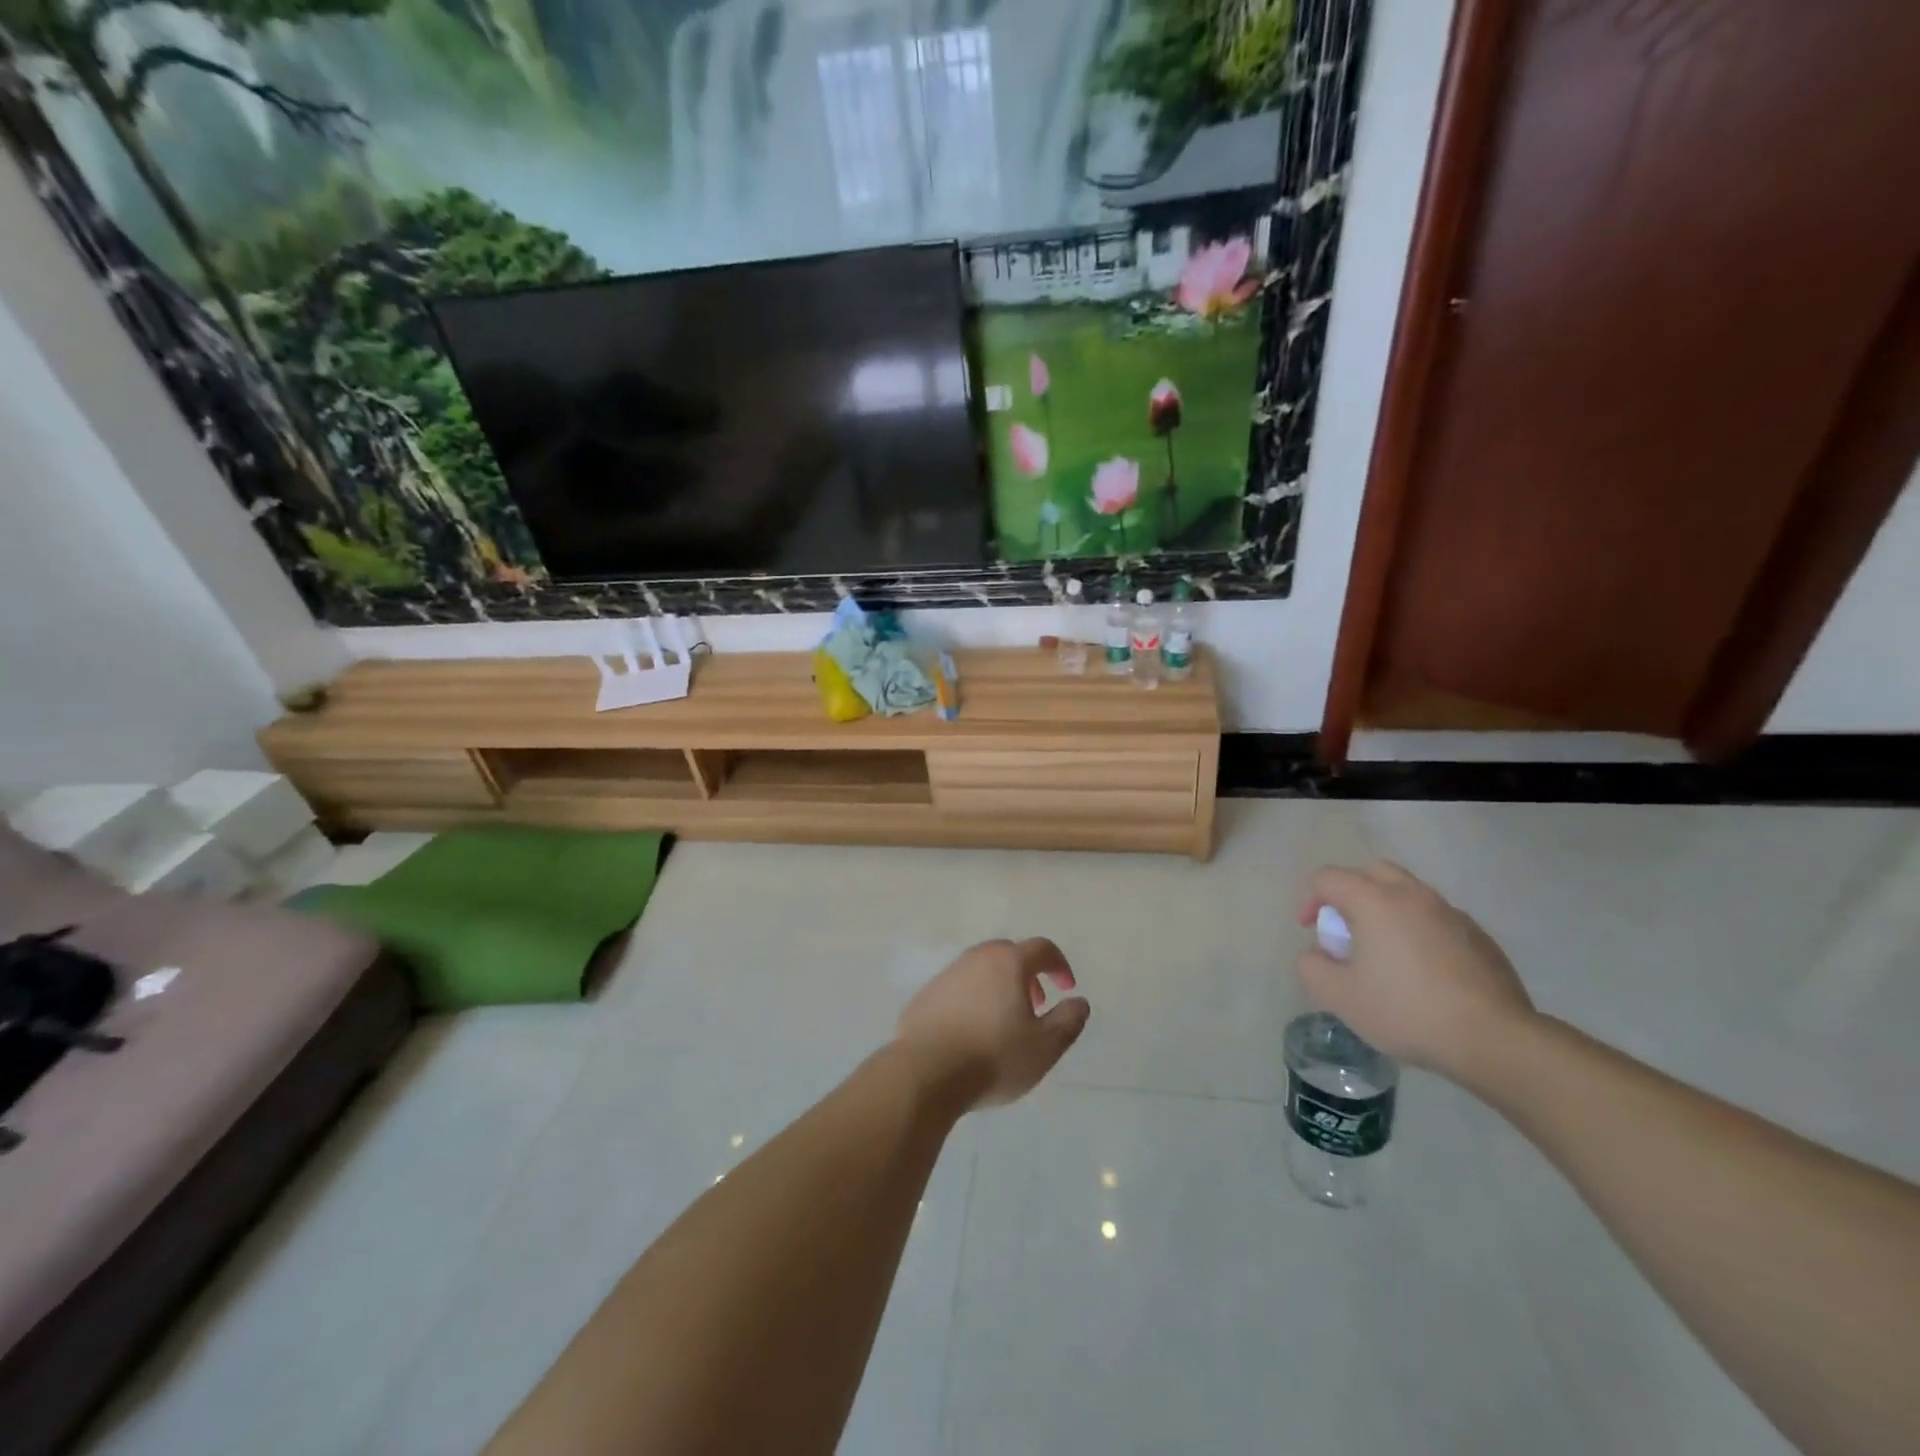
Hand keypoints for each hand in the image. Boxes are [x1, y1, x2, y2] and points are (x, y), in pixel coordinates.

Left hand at [895, 939, 1089, 1108]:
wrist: (925, 1072)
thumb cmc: (993, 1056)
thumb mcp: (1045, 1047)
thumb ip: (1068, 1020)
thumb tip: (1079, 1001)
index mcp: (1008, 962)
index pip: (1042, 948)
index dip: (1059, 965)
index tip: (1066, 989)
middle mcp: (976, 958)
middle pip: (1009, 954)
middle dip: (1028, 974)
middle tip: (1036, 1005)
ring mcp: (947, 974)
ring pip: (981, 970)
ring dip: (999, 987)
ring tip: (1004, 1022)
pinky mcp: (926, 994)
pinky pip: (958, 988)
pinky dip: (973, 1000)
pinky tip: (972, 1032)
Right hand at [1299, 863, 1535, 1081]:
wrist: (1494, 1039)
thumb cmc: (1407, 1011)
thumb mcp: (1339, 996)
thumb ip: (1312, 967)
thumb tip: (1317, 954)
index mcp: (1374, 900)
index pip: (1328, 878)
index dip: (1311, 901)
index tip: (1314, 933)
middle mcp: (1412, 895)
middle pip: (1371, 872)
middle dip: (1350, 894)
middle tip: (1348, 930)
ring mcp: (1451, 913)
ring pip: (1408, 893)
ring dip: (1387, 910)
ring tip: (1385, 951)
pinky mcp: (1479, 936)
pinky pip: (1436, 919)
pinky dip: (1419, 930)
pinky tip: (1423, 971)